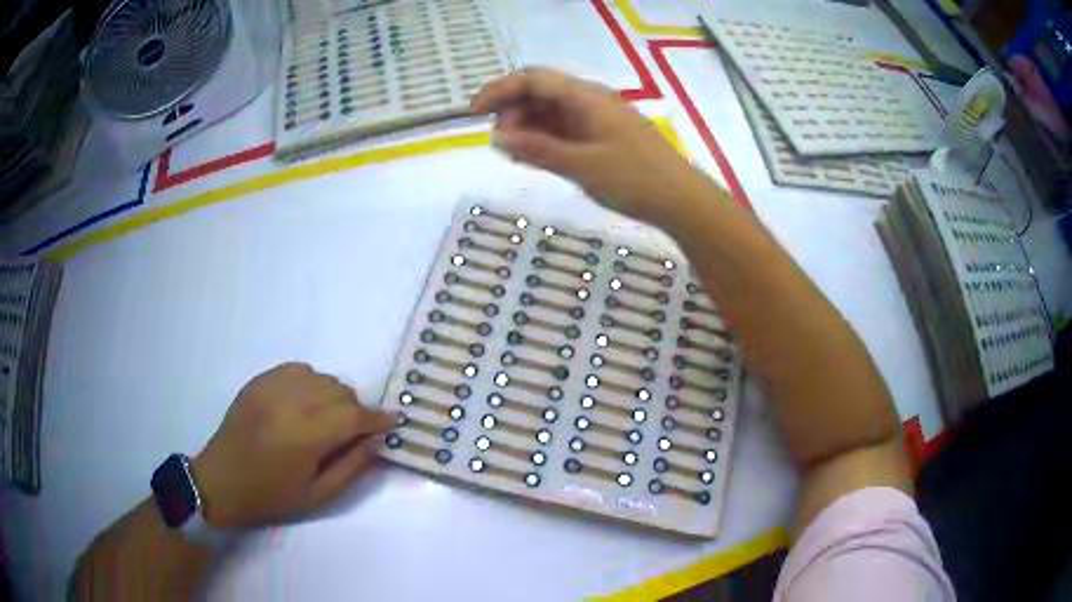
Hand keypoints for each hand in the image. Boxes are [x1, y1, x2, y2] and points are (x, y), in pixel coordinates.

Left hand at [191, 363, 394, 528]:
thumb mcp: (318, 495)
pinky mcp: (259, 381)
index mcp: (305, 437)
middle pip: (340, 392)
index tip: (392, 422)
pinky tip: (305, 403)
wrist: (222, 480)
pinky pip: (298, 369)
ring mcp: (271, 387)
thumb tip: (375, 441)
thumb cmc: (271, 495)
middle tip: (354, 433)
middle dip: (356, 411)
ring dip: (334, 396)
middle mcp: (290, 403)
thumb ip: (352, 467)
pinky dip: (311, 383)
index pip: (353, 417)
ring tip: (327, 418)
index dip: (377, 419)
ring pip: (321, 377)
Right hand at [472, 68, 710, 228]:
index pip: (533, 80)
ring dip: (527, 127)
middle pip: (540, 93)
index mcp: (585, 98)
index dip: (500, 90)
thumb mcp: (582, 165)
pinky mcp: (602, 138)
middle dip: (512, 111)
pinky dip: (545, 140)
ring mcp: (597, 120)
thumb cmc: (635, 179)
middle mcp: (589, 102)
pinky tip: (533, 158)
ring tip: (513, 155)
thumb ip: (538, 150)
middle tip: (500, 143)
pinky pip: (565, 130)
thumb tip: (498, 137)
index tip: (475, 113)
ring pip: (551, 113)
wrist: (681, 200)